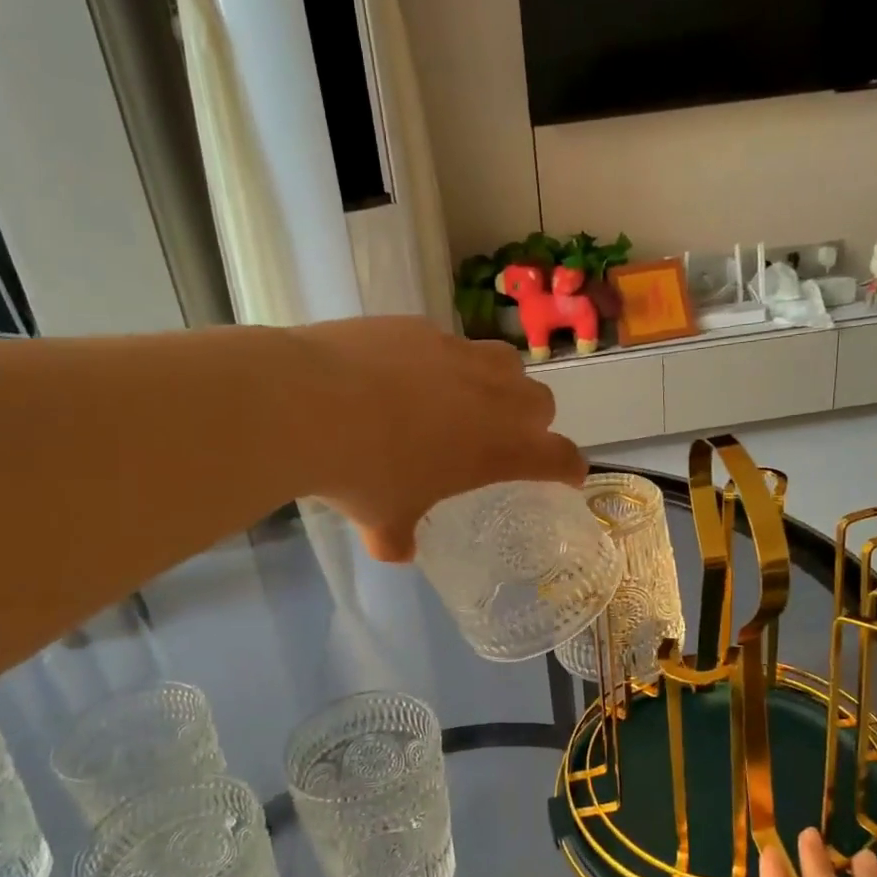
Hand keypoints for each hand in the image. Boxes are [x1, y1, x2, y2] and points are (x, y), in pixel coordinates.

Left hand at [287, 316, 585, 560]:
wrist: (307, 404)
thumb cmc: (362, 475)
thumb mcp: (383, 520)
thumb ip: (398, 537)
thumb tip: (397, 550)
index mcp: (497, 448)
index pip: (558, 456)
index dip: (569, 467)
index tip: (569, 475)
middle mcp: (490, 396)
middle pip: (541, 401)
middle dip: (534, 422)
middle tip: (506, 438)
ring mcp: (455, 354)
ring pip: (504, 361)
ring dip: (499, 383)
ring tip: (466, 399)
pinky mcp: (418, 327)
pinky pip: (448, 343)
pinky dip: (442, 362)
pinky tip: (405, 375)